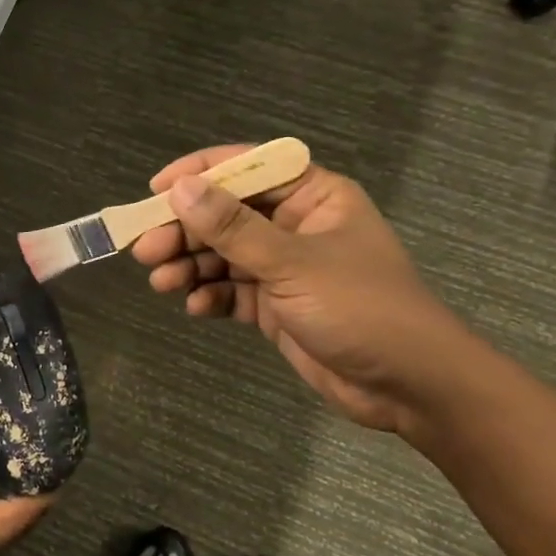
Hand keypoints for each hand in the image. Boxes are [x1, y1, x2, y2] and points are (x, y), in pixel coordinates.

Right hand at [130, 147, 472, 432]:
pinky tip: (195, 307)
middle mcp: (295, 225)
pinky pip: (231, 291)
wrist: (409, 387)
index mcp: (313, 197)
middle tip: (145, 249)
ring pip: (223, 255)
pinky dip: (210, 296)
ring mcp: (284, 267)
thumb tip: (180, 189)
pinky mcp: (275, 305)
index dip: (200, 173)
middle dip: (185, 231)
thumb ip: (233, 227)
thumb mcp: (293, 263)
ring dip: (190, 266)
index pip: (248, 168)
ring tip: (161, 282)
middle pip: (226, 215)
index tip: (156, 192)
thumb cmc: (361, 308)